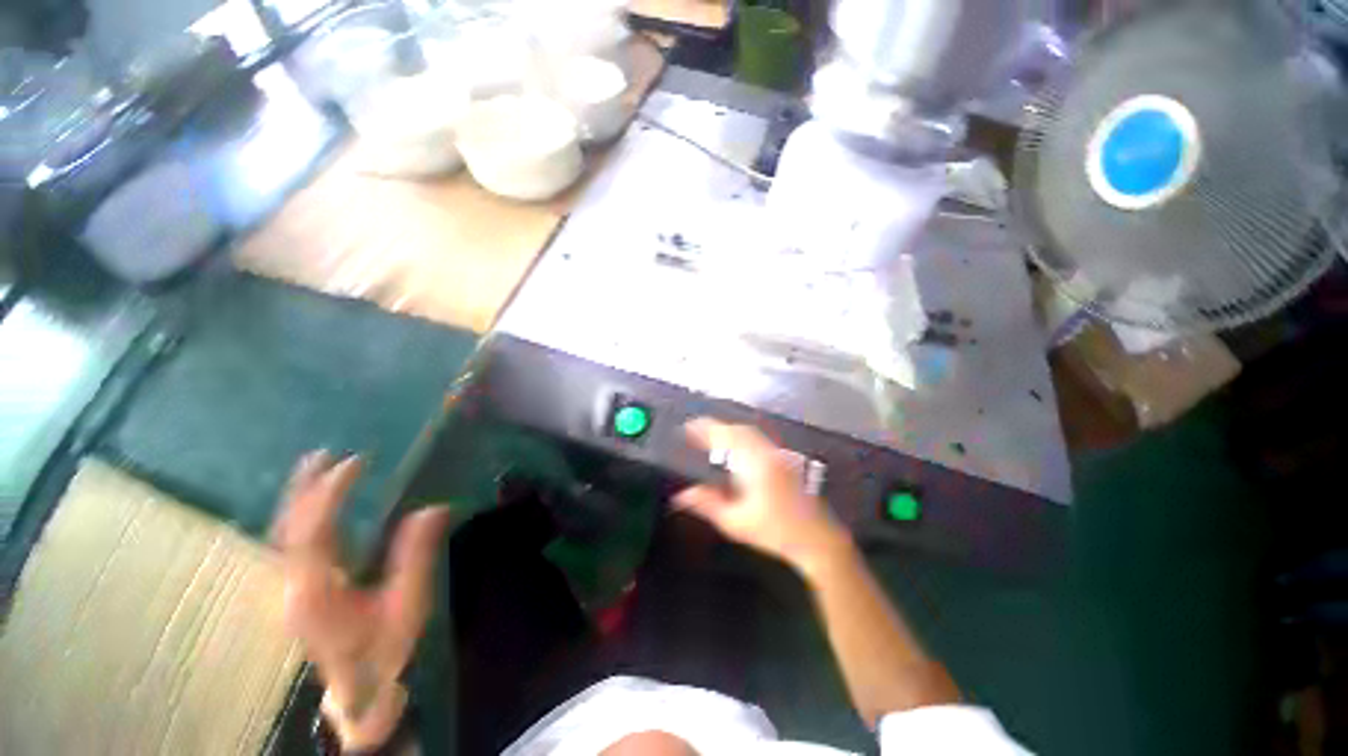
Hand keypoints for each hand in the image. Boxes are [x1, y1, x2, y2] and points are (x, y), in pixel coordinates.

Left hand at [274, 452, 451, 749]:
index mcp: (317, 590)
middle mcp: (293, 586)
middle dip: (304, 489)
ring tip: (313, 467)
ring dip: (297, 499)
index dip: (330, 493)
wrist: (358, 689)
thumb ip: (416, 556)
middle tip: (324, 454)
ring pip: (283, 535)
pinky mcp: (296, 590)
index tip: (354, 463)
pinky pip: (290, 543)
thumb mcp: (408, 604)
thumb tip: (433, 509)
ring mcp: (289, 589)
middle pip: (289, 529)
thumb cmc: (384, 648)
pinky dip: (299, 516)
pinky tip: (310, 503)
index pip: (314, 532)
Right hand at [674, 419, 849, 575]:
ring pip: (751, 432)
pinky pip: (760, 439)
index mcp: (755, 465)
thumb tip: (681, 495)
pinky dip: (743, 437)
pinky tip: (737, 449)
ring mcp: (780, 454)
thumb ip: (707, 504)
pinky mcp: (788, 459)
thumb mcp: (735, 523)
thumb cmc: (774, 533)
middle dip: (717, 428)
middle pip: (739, 430)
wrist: (818, 539)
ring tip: (712, 439)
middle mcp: (768, 452)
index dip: (705, 429)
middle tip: (697, 433)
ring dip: (730, 431)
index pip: (726, 436)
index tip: (688, 427)